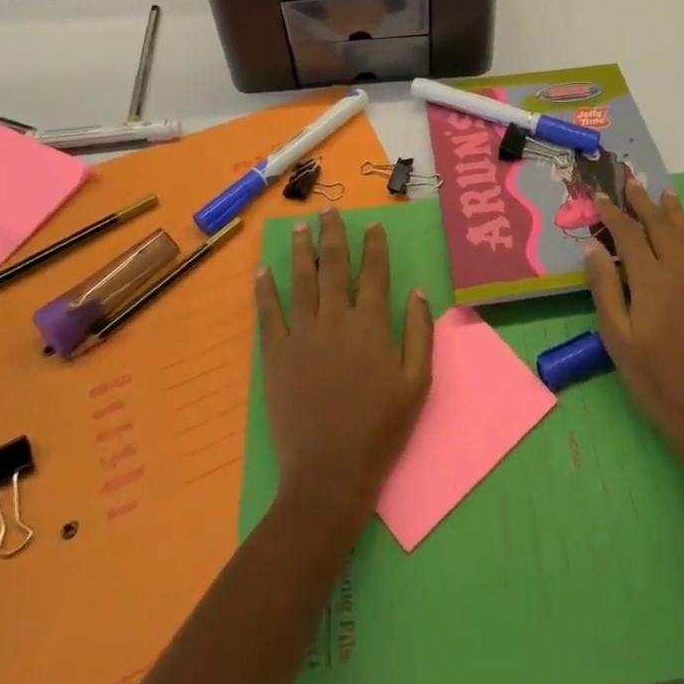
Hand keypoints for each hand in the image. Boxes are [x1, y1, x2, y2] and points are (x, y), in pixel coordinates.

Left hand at [254, 208, 433, 517]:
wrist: (330, 473)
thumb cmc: (381, 428)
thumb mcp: (417, 383)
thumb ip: (420, 333)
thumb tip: (418, 291)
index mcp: (372, 324)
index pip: (374, 272)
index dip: (374, 245)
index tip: (372, 224)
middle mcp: (336, 319)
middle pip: (334, 266)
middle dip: (333, 234)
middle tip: (329, 210)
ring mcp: (302, 335)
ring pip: (301, 280)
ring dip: (301, 250)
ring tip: (300, 227)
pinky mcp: (276, 356)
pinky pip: (269, 314)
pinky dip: (265, 289)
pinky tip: (263, 270)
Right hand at [584, 178, 683, 468]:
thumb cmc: (655, 381)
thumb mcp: (618, 339)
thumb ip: (605, 288)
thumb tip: (592, 246)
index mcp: (651, 280)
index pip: (629, 234)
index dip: (613, 213)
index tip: (601, 197)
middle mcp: (681, 271)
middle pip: (660, 225)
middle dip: (643, 201)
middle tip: (631, 181)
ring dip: (673, 211)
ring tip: (663, 192)